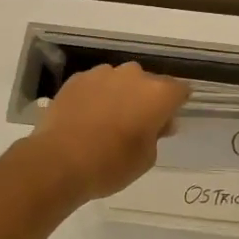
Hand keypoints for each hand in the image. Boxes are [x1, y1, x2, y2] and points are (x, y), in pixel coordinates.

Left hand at [24, 63, 190, 202]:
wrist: (59, 161)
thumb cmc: (111, 164)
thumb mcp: (146, 158)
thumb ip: (156, 134)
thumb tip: (157, 122)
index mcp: (157, 94)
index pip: (179, 91)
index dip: (175, 105)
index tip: (167, 121)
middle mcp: (132, 75)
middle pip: (148, 83)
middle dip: (146, 99)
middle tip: (137, 124)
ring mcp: (102, 73)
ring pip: (120, 80)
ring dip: (120, 94)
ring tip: (107, 120)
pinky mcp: (77, 78)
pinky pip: (95, 84)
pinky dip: (96, 95)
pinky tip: (86, 116)